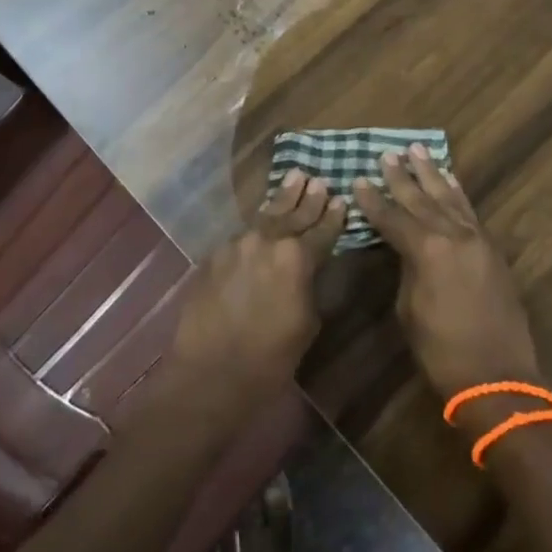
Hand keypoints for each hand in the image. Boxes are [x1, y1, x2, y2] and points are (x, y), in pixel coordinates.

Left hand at [161, 171, 345, 433]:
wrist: (210, 374)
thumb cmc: (269, 359)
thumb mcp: (306, 323)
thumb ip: (311, 285)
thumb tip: (311, 269)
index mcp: (297, 258)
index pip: (322, 231)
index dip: (333, 217)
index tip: (341, 200)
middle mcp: (267, 241)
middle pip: (293, 215)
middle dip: (308, 199)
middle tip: (319, 180)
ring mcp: (237, 244)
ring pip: (265, 216)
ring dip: (282, 199)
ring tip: (295, 177)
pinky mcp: (215, 254)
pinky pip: (243, 233)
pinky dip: (258, 224)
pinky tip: (264, 217)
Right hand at [354, 145, 544, 403]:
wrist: (498, 377)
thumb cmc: (441, 350)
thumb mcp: (409, 309)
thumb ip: (407, 268)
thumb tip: (406, 249)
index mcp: (427, 250)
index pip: (392, 217)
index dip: (372, 200)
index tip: (358, 179)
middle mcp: (453, 235)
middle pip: (421, 199)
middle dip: (402, 176)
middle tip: (387, 154)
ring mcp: (476, 240)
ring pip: (449, 198)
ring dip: (432, 174)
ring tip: (418, 151)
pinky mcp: (492, 250)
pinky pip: (469, 212)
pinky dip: (457, 193)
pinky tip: (449, 181)